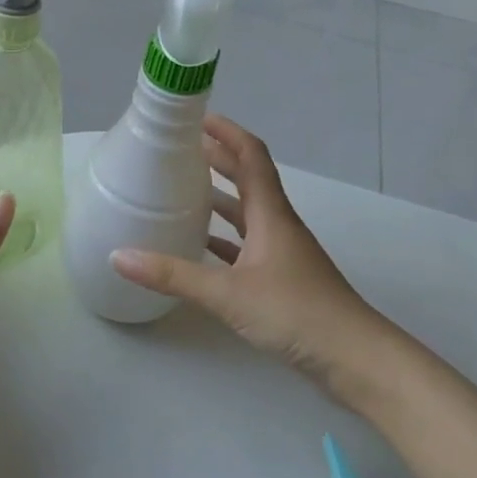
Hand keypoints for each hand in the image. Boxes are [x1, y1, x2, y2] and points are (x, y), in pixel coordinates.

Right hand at [112, 116, 392, 405]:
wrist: (357, 360)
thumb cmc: (297, 313)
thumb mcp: (229, 293)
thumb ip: (173, 275)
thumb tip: (119, 256)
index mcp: (270, 213)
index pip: (251, 156)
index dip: (227, 132)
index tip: (197, 117)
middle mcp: (277, 225)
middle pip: (247, 178)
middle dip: (217, 159)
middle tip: (179, 149)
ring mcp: (282, 253)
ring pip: (246, 212)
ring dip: (219, 196)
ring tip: (181, 190)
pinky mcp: (282, 279)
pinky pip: (246, 245)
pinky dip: (223, 238)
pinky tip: (199, 246)